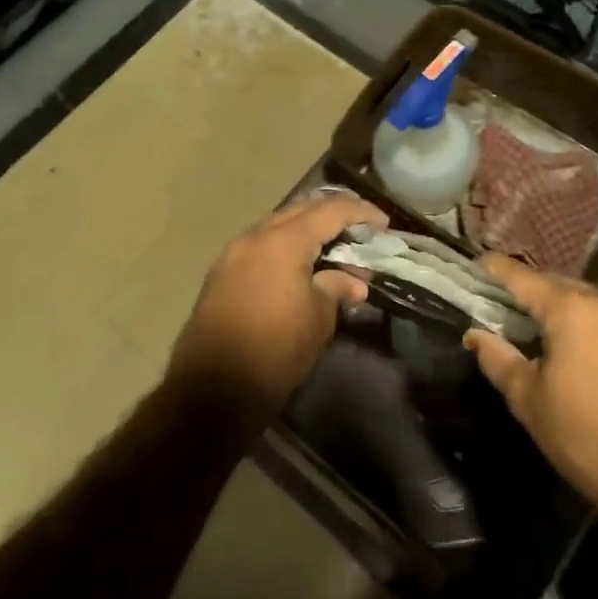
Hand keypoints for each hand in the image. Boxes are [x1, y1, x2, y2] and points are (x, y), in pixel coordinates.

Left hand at [171, 192, 388, 422]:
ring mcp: (233, 253)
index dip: (360, 212)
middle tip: (361, 229)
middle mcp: (255, 237)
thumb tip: (353, 281)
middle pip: (301, 210)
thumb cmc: (276, 349)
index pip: (329, 211)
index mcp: (283, 242)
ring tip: (334, 249)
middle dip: (333, 215)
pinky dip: (286, 247)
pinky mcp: (221, 274)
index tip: (383, 223)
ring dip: (307, 231)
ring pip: (278, 226)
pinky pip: (261, 246)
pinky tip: (302, 266)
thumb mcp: (318, 318)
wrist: (214, 388)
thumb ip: (336, 288)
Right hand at [464, 256, 597, 525]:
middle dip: (528, 291)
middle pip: (556, 284)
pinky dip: (584, 323)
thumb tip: (475, 334)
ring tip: (533, 327)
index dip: (496, 269)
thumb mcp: (530, 401)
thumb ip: (498, 359)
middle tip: (500, 304)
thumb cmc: (586, 438)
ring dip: (558, 308)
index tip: (477, 265)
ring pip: (585, 301)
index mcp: (572, 310)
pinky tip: (572, 347)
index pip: (523, 278)